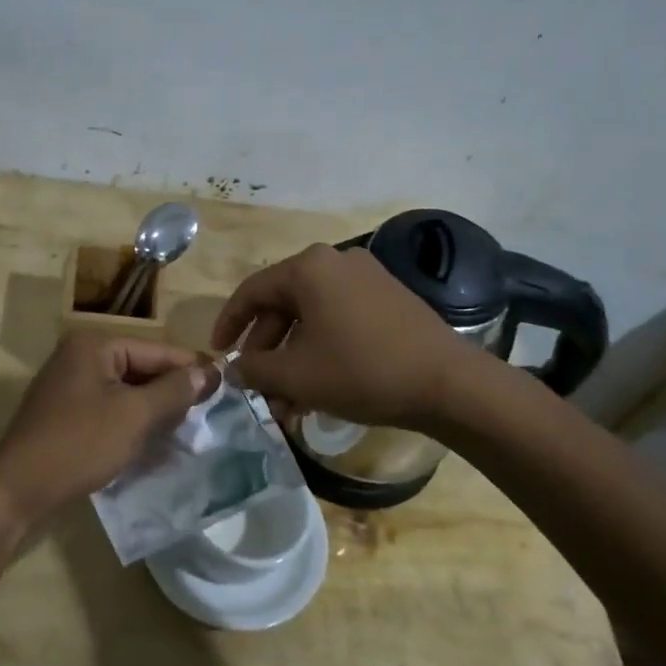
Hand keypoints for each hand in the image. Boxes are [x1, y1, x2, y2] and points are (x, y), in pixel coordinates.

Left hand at [0, 333, 214, 532]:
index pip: (156, 350)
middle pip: (140, 368)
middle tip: (210, 410)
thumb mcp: (134, 416)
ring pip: (126, 391)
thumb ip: (174, 391)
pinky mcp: (65, 413)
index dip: (191, 367)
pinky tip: (155, 441)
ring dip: (155, 409)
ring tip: (189, 428)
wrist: (16, 489)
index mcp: (94, 345)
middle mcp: (79, 356)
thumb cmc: (79, 444)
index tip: (226, 383)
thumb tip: (208, 372)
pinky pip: (109, 408)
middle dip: (172, 391)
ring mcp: (69, 385)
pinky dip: (132, 422)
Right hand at [211, 243, 469, 428]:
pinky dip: (321, 351)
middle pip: (283, 306)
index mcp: (308, 268)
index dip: (229, 324)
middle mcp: (336, 262)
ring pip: (312, 319)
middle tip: (257, 387)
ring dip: (293, 359)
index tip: (218, 355)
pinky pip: (339, 321)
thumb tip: (234, 370)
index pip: (252, 291)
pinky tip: (318, 390)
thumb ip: (254, 370)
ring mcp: (367, 279)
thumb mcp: (296, 375)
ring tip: (286, 402)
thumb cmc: (361, 370)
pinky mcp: (389, 300)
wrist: (447, 383)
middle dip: (266, 351)